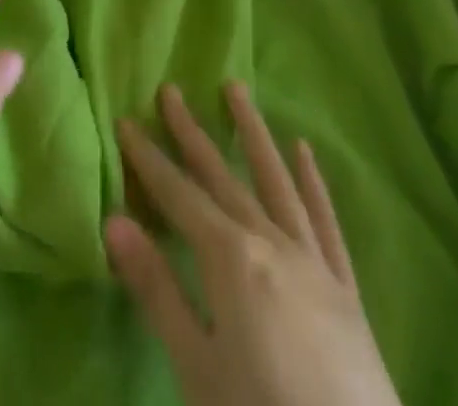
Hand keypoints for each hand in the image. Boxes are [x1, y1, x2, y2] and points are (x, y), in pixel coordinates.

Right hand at [107, 83, 401, 405]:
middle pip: (222, 177)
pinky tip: (305, 151)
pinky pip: (325, 222)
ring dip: (253, 133)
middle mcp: (270, 242)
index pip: (178, 195)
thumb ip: (156, 290)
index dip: (149, 158)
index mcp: (230, 258)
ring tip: (236, 89)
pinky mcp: (344, 288)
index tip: (126, 120)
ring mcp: (312, 261)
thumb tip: (113, 220)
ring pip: (276, 181)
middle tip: (171, 90)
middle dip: (191, 133)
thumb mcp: (197, 369)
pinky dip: (312, 182)